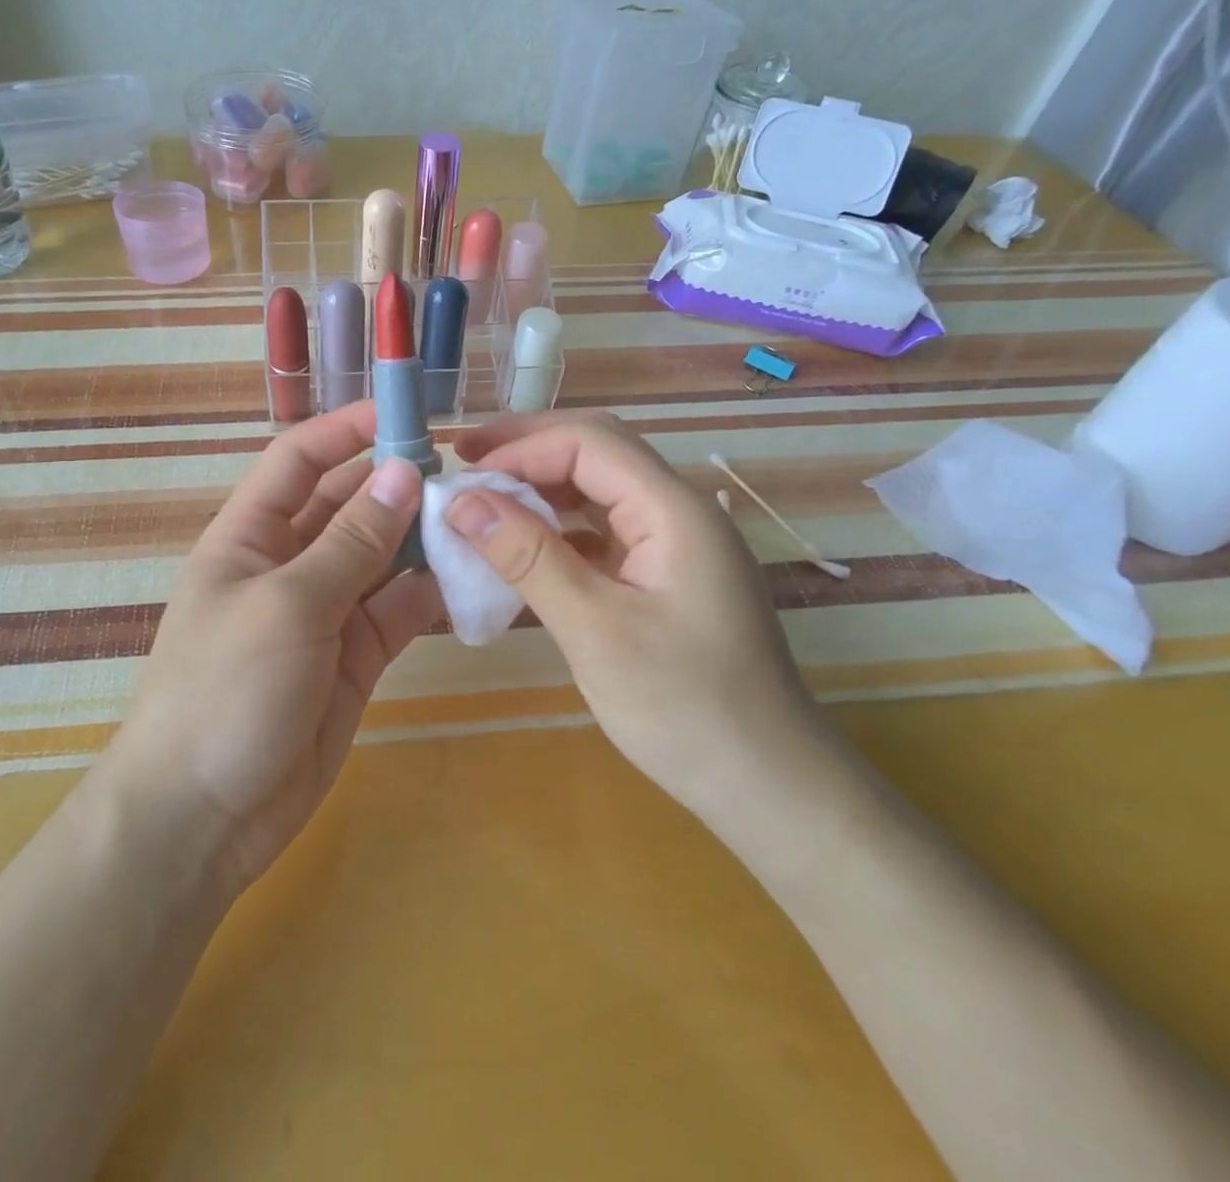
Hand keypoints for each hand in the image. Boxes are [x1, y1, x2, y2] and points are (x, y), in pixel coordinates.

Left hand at [108, 403, 440, 895]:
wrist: (203, 818)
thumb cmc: (225, 692)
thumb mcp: (287, 606)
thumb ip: (350, 543)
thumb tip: (403, 472)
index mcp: (251, 536)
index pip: (300, 460)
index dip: (348, 430)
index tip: (409, 413)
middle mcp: (290, 564)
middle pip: (350, 505)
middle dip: (400, 485)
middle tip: (468, 473)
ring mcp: (326, 612)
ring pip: (384, 558)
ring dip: (425, 539)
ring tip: (483, 521)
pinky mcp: (357, 657)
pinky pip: (400, 611)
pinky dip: (433, 595)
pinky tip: (474, 579)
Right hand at [449, 414, 823, 822]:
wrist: (768, 785)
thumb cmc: (684, 708)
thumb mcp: (594, 630)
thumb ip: (528, 557)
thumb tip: (462, 502)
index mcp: (673, 510)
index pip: (588, 443)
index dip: (520, 449)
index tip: (461, 475)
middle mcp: (678, 512)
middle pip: (596, 453)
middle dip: (528, 450)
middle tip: (464, 458)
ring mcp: (675, 546)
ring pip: (599, 491)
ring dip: (541, 488)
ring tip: (483, 498)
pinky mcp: (665, 578)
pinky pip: (604, 533)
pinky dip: (558, 531)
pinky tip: (522, 548)